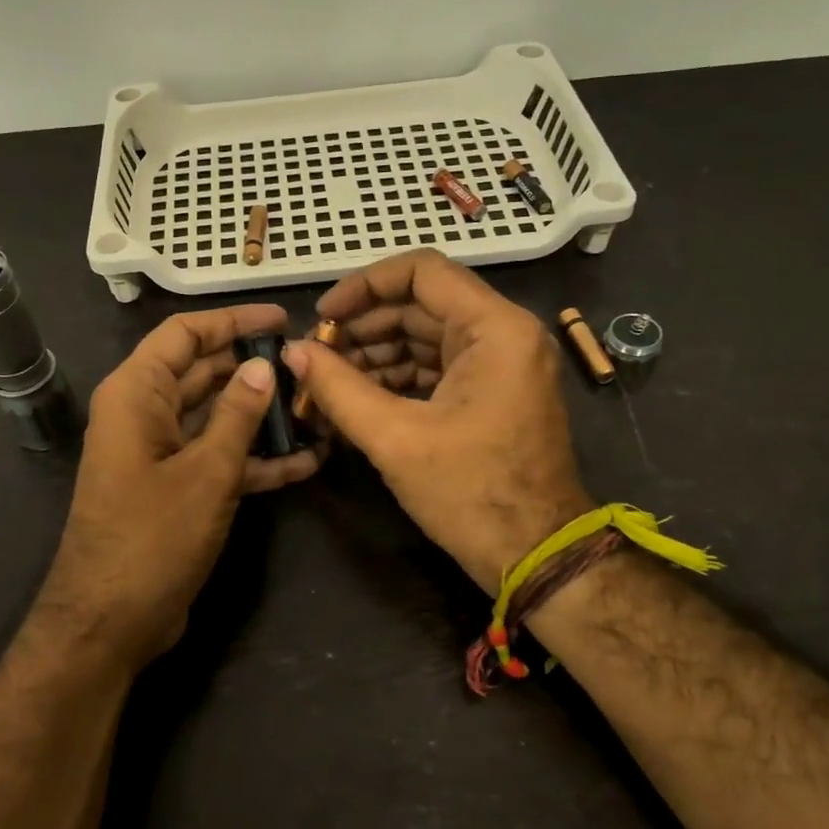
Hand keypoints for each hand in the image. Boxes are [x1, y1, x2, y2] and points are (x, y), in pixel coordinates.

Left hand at [39, 303, 319, 665]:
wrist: (111, 621)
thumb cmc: (152, 537)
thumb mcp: (206, 472)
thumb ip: (237, 415)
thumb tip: (262, 366)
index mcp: (136, 394)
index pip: (184, 334)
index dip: (233, 321)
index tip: (282, 319)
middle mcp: (144, 414)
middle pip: (202, 373)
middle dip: (253, 369)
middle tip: (309, 365)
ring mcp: (159, 453)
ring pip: (214, 418)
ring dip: (260, 416)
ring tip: (316, 408)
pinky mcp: (174, 488)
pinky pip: (216, 458)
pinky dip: (254, 459)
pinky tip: (305, 461)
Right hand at [284, 250, 590, 591]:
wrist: (536, 556)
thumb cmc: (470, 493)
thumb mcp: (395, 438)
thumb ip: (338, 387)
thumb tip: (292, 352)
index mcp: (494, 328)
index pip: (421, 272)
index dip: (364, 286)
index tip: (322, 316)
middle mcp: (503, 334)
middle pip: (420, 306)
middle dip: (362, 328)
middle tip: (314, 357)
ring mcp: (500, 365)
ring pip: (424, 338)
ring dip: (374, 356)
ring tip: (325, 383)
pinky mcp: (492, 393)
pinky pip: (436, 368)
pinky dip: (396, 379)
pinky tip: (354, 400)